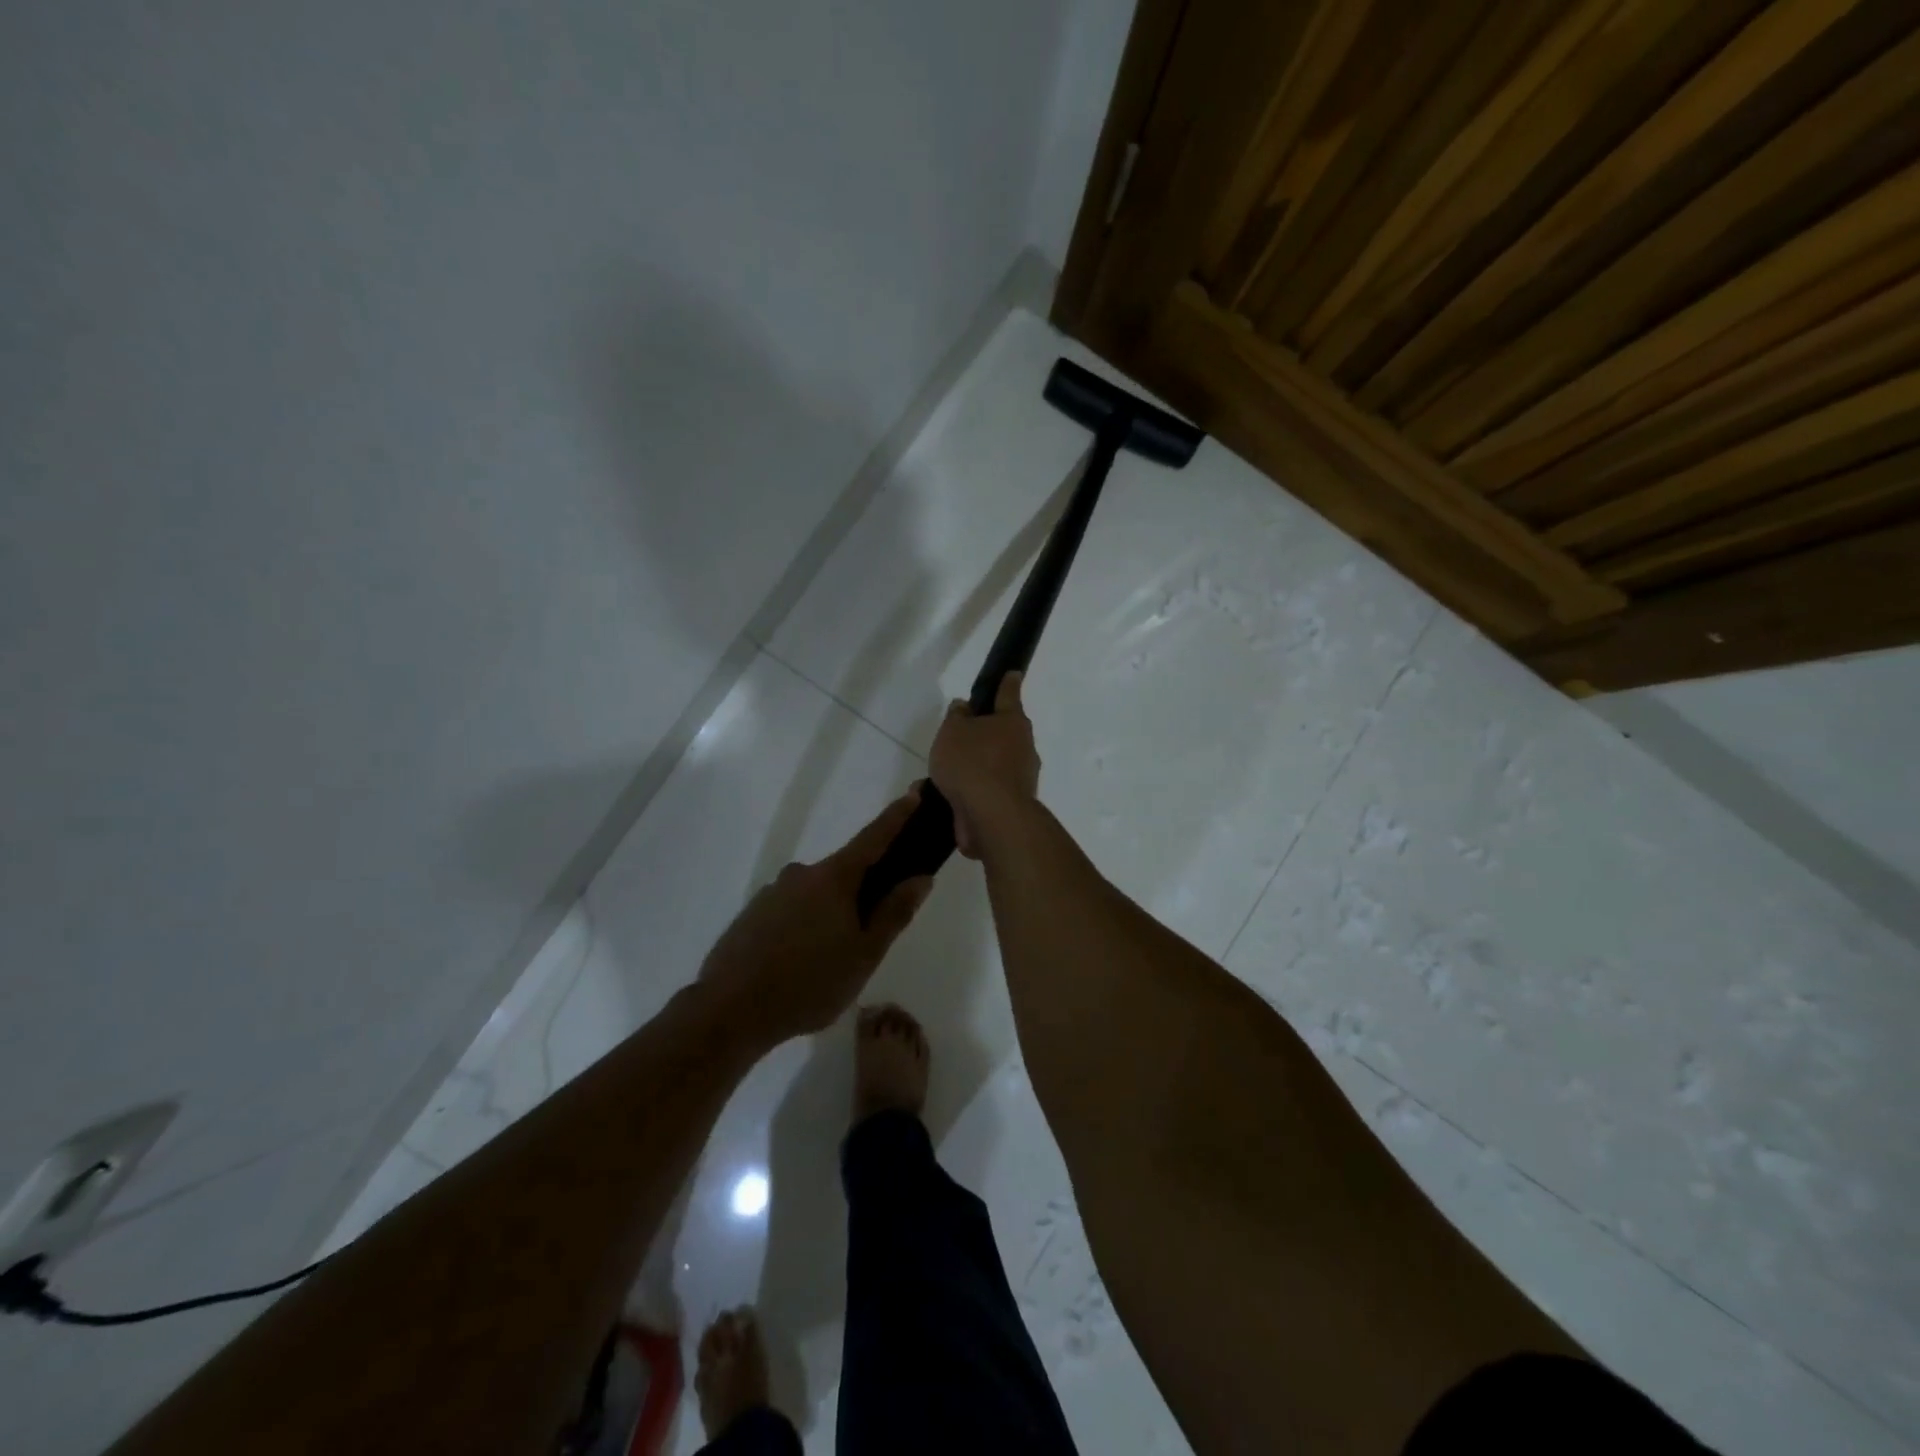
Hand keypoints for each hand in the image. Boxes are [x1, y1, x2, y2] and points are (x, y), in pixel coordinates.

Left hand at [698, 788, 933, 1044]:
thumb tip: (920, 877)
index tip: (913, 795)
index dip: (896, 817)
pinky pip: (790, 912)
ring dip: (830, 915)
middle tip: (870, 934)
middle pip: (844, 873)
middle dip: (862, 893)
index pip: (873, 837)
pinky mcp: (752, 914)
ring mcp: (772, 893)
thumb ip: (894, 913)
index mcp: (834, 879)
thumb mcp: (864, 954)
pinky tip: (801, 964)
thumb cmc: (809, 983)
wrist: (729, 1011)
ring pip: (816, 896)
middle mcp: (802, 875)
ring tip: (831, 962)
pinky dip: (803, 927)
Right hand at [928, 672, 1041, 858]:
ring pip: (994, 764)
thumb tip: (965, 707)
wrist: (992, 817)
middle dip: (985, 733)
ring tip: (943, 773)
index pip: (1009, 694)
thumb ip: (957, 716)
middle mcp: (1023, 747)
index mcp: (1013, 722)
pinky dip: (972, 790)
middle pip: (1004, 733)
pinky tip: (948, 795)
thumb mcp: (953, 731)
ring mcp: (1021, 778)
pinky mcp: (1012, 804)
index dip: (1008, 683)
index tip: (1013, 673)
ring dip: (975, 766)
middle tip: (960, 735)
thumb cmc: (972, 763)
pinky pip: (988, 789)